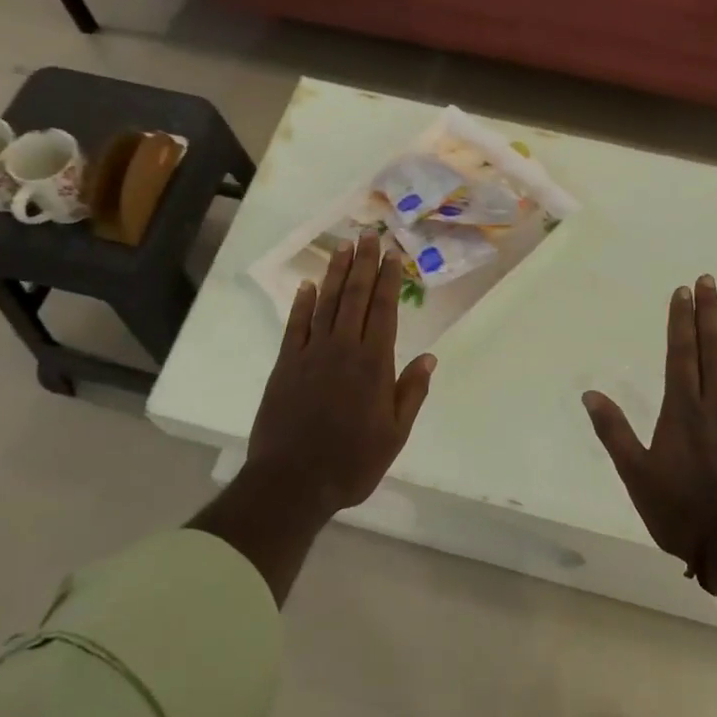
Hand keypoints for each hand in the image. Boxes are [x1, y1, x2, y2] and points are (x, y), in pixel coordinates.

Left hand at [245, 232, 435, 515]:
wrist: (293, 482)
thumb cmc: (351, 462)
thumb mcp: (394, 434)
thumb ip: (411, 392)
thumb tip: (429, 357)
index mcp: (373, 364)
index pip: (384, 310)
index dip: (388, 279)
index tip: (392, 254)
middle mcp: (343, 349)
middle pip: (354, 297)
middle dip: (363, 264)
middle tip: (368, 234)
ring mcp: (311, 354)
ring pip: (326, 304)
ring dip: (335, 274)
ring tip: (343, 247)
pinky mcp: (286, 365)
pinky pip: (295, 326)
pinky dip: (301, 303)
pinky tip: (307, 285)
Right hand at [582, 275, 716, 587]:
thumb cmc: (679, 510)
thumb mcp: (635, 474)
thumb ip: (613, 431)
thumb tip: (590, 394)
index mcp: (682, 410)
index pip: (681, 353)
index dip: (681, 320)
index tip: (682, 291)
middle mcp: (714, 404)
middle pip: (712, 348)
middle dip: (709, 312)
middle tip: (710, 281)